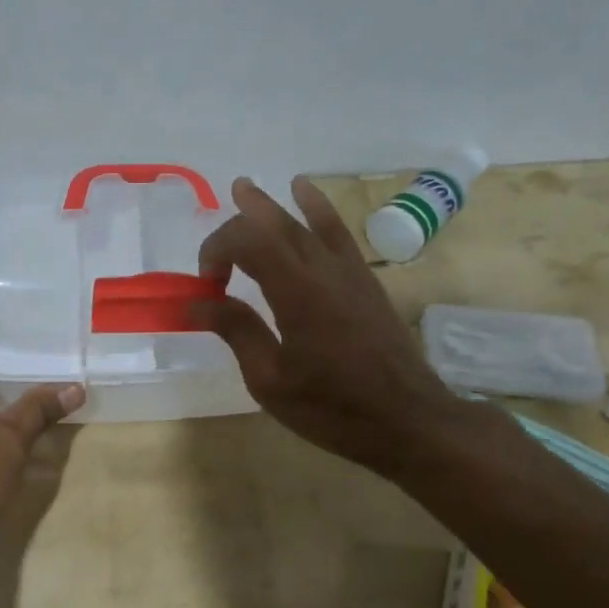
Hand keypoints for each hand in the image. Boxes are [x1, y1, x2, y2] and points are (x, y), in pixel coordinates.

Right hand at [191, 177, 462, 477]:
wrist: (408, 420)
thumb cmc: (333, 408)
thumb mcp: (271, 380)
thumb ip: (238, 331)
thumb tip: (200, 301)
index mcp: (295, 292)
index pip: (247, 242)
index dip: (216, 250)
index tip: (207, 285)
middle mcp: (322, 269)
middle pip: (274, 225)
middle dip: (238, 221)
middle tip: (211, 234)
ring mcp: (348, 271)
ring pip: (305, 222)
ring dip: (272, 205)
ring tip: (246, 188)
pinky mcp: (365, 280)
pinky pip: (337, 232)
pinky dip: (317, 209)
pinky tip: (306, 193)